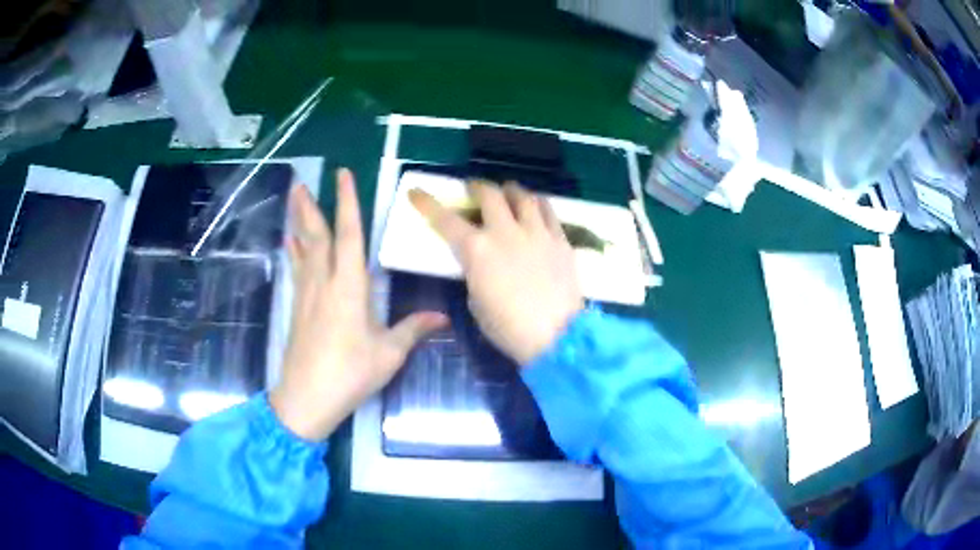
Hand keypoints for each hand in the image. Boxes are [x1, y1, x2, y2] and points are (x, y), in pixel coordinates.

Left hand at [270, 169, 446, 440]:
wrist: (306, 398)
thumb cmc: (350, 373)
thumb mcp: (388, 354)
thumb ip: (413, 329)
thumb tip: (443, 317)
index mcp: (349, 286)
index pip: (349, 234)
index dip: (347, 202)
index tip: (343, 175)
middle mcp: (324, 282)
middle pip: (316, 235)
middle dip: (310, 206)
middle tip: (301, 182)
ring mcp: (306, 294)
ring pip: (302, 248)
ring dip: (299, 222)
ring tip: (294, 201)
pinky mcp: (297, 308)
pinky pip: (297, 269)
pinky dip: (294, 251)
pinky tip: (290, 244)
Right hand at [410, 181, 583, 365]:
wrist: (556, 337)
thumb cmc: (508, 328)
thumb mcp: (476, 302)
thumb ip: (475, 273)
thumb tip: (480, 263)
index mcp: (477, 250)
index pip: (445, 220)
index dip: (428, 203)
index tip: (416, 192)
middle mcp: (506, 232)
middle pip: (489, 194)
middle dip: (477, 187)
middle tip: (474, 189)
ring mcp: (536, 233)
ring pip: (523, 196)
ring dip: (510, 190)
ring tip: (508, 192)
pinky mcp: (560, 240)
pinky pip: (549, 211)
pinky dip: (538, 204)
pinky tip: (536, 207)